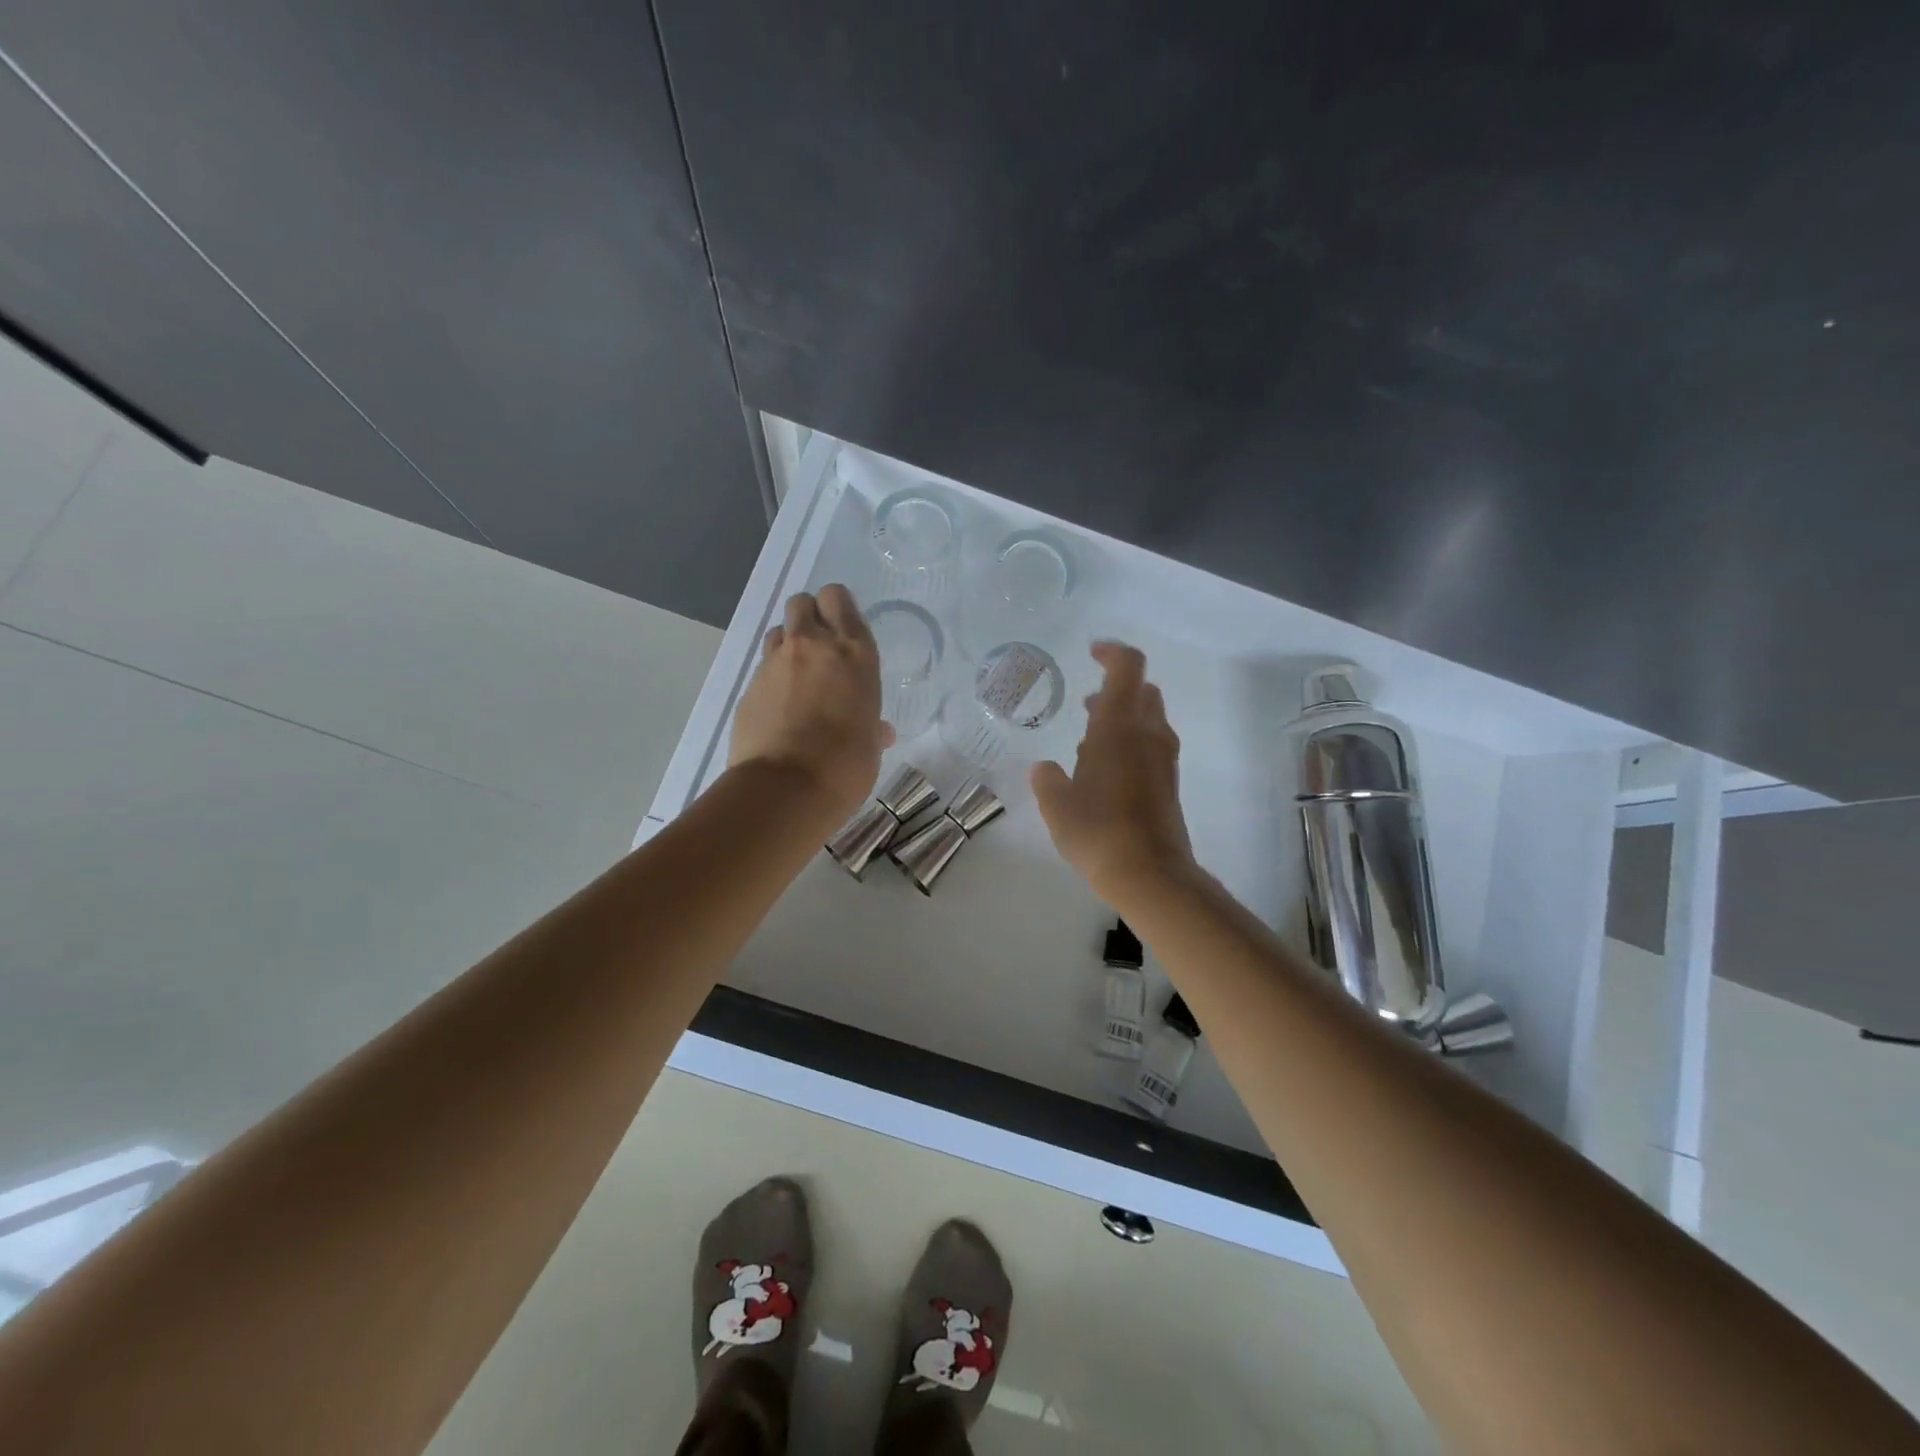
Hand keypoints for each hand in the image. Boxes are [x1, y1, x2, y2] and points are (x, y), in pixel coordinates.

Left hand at [730, 585, 894, 823]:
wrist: (786, 788)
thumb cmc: (845, 765)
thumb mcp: (870, 743)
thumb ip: (871, 726)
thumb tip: (878, 731)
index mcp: (853, 653)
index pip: (838, 599)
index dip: (837, 609)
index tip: (842, 631)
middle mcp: (812, 647)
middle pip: (802, 602)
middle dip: (809, 617)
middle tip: (819, 648)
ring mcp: (775, 664)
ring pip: (778, 631)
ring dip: (788, 646)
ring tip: (797, 677)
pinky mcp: (749, 687)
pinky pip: (762, 669)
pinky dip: (772, 680)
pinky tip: (779, 709)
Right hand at [1030, 642, 1195, 898]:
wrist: (1150, 874)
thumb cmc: (1097, 830)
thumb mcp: (1057, 804)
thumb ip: (1047, 779)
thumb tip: (1044, 768)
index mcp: (1119, 726)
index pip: (1128, 667)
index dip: (1112, 652)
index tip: (1091, 653)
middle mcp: (1148, 733)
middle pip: (1142, 690)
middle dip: (1116, 689)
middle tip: (1088, 704)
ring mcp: (1164, 759)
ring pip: (1149, 718)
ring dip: (1123, 718)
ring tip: (1089, 740)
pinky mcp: (1169, 782)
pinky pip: (1151, 745)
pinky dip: (1130, 742)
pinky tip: (1104, 771)